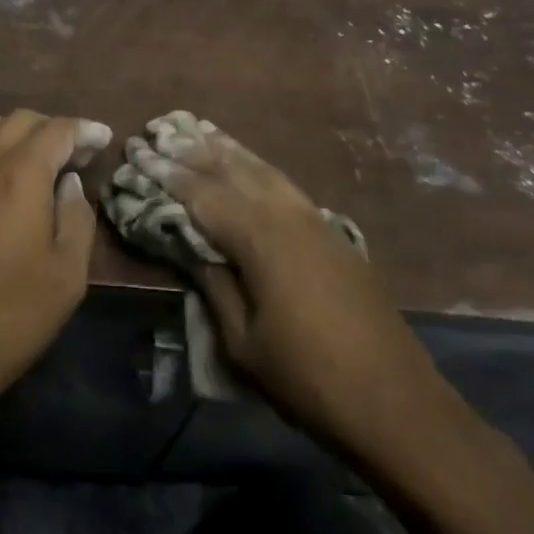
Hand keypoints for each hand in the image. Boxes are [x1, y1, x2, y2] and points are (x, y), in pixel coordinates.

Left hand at [0, 109, 111, 422]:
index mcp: (18, 174)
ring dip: (16, 134)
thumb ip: (76, 218)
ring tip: (35, 163)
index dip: (84, 130)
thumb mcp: (65, 277)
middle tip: (74, 156)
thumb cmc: (5, 319)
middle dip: (52, 129)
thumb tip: (69, 183)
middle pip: (20, 120)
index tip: (102, 139)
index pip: (57, 130)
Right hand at [128, 117, 460, 467]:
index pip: (201, 193)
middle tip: (157, 130)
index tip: (135, 151)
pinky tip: (245, 162)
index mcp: (260, 239)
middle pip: (229, 170)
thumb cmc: (309, 379)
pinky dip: (255, 164)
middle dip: (189, 150)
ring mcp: (314, 219)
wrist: (398, 404)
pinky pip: (282, 182)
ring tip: (194, 128)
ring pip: (260, 168)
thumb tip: (187, 242)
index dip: (165, 172)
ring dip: (223, 148)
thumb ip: (213, 283)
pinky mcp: (331, 231)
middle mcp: (287, 215)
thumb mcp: (243, 341)